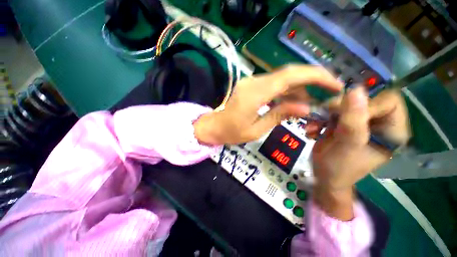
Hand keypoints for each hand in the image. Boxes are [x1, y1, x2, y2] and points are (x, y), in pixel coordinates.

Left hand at [194, 65, 342, 144]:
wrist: (215, 126)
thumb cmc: (232, 133)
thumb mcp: (256, 130)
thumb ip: (279, 115)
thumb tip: (306, 108)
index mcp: (254, 94)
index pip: (289, 76)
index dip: (314, 76)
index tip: (334, 83)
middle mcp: (253, 82)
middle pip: (288, 73)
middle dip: (312, 79)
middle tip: (329, 91)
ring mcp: (251, 81)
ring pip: (282, 78)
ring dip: (299, 87)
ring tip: (311, 103)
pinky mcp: (251, 85)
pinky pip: (273, 84)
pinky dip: (287, 91)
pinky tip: (294, 102)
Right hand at [309, 88, 410, 219]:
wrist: (324, 175)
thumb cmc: (339, 167)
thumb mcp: (347, 145)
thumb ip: (353, 120)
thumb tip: (356, 89)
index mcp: (392, 131)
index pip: (389, 101)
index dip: (366, 104)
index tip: (344, 116)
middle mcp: (378, 123)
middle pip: (363, 99)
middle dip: (338, 108)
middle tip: (323, 118)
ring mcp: (359, 122)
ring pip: (343, 104)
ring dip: (324, 114)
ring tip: (313, 126)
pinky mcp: (343, 123)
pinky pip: (331, 111)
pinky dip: (318, 118)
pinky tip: (312, 129)